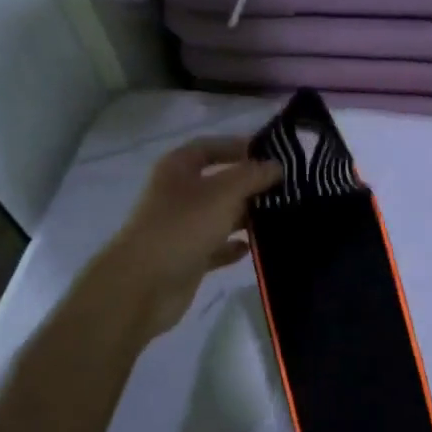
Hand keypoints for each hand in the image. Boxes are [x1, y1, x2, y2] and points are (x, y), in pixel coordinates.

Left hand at [91, 137, 280, 342]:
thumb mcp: (222, 193)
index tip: (272, 153)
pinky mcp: (189, 257)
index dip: (237, 146)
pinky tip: (256, 247)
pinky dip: (234, 247)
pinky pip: (217, 247)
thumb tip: (277, 166)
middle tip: (287, 188)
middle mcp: (179, 194)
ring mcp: (183, 227)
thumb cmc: (182, 227)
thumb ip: (252, 176)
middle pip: (219, 182)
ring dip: (247, 216)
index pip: (209, 147)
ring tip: (282, 216)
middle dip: (250, 184)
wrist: (144, 285)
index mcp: (178, 169)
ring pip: (221, 216)